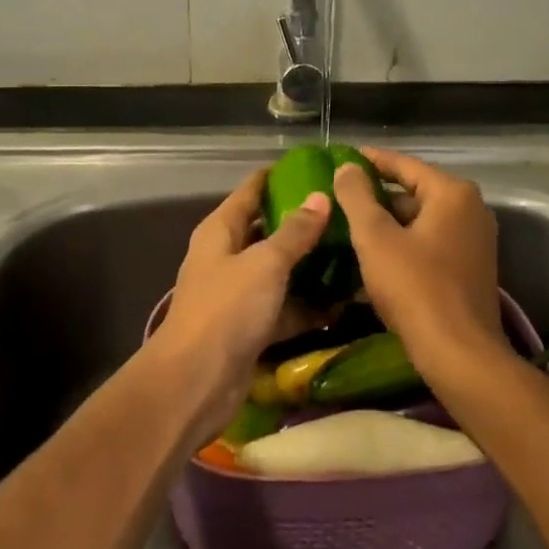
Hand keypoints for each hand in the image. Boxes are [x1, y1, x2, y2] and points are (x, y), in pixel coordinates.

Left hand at [157, 169, 330, 431]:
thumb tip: (320, 197)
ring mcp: (238, 294)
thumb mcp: (265, 263)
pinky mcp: (251, 327)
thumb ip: (295, 232)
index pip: (250, 191)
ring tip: (353, 254)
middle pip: (267, 231)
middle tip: (345, 213)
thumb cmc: (226, 309)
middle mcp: (227, 257)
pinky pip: (285, 308)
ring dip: (311, 267)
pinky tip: (343, 303)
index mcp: (221, 231)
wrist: (195, 382)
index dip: (278, 177)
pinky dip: (308, 307)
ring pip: (280, 271)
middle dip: (303, 223)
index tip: (314, 166)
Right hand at [331, 148, 502, 369]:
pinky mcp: (470, 269)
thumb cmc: (415, 287)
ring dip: (387, 225)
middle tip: (339, 199)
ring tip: (348, 229)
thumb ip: (357, 196)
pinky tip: (372, 259)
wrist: (459, 354)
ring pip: (420, 222)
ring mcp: (474, 241)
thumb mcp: (375, 238)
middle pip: (414, 193)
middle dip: (376, 198)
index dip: (370, 161)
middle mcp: (471, 210)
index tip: (342, 158)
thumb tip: (347, 167)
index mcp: (452, 194)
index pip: (404, 164)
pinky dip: (403, 246)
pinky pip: (430, 245)